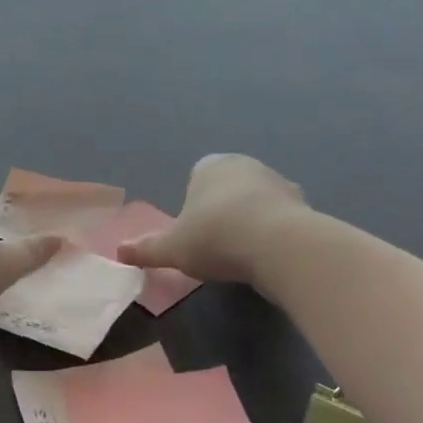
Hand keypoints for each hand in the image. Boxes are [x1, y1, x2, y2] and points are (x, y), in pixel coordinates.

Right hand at [117, 154, 309, 285]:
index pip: (198, 175)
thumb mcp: (172, 248)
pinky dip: (276, 233)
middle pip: (229, 186)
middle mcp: (245, 165)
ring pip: (258, 200)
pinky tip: (269, 257)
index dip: (193, 202)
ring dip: (252, 220)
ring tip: (244, 254)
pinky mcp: (304, 205)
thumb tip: (118, 252)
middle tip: (216, 243)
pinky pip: (283, 218)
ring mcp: (279, 182)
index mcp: (210, 166)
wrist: (278, 245)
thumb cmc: (215, 237)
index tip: (194, 230)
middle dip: (224, 209)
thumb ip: (146, 249)